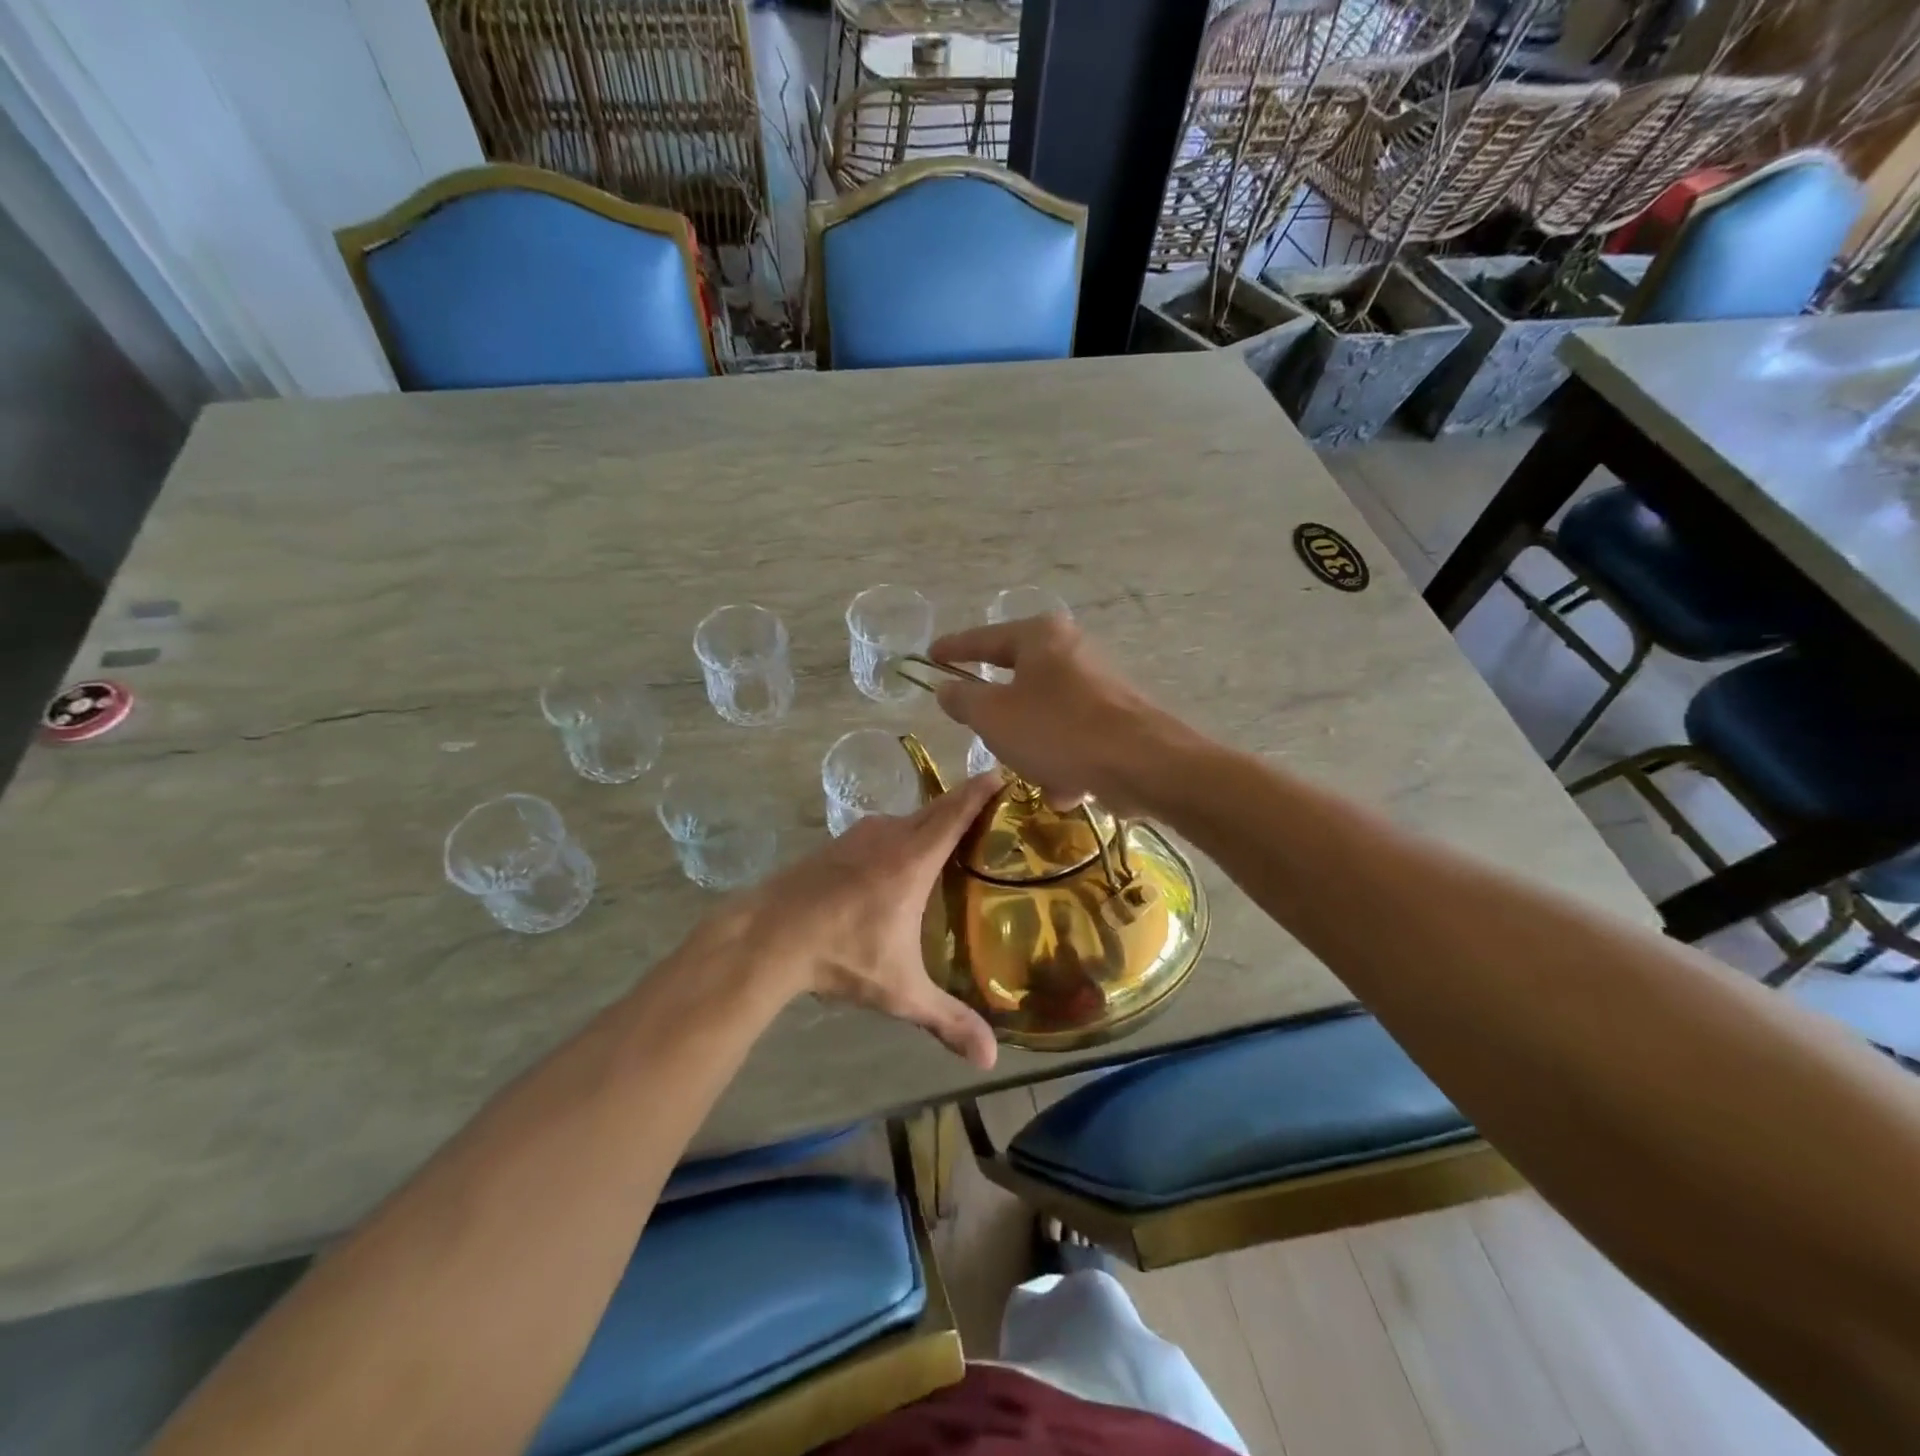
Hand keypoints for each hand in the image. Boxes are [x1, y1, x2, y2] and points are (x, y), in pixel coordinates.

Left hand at [727, 772, 1001, 1068]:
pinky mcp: (836, 844)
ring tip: (954, 840)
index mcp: (913, 859)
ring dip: (931, 822)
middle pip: (935, 809)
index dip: (981, 791)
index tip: (1002, 773)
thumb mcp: (900, 991)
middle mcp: (890, 836)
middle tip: (993, 812)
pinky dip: (903, 835)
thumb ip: (946, 1020)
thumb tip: (990, 1061)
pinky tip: (902, 861)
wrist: (766, 936)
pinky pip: (882, 830)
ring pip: (906, 820)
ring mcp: (859, 836)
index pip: (956, 812)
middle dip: (964, 804)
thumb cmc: (840, 955)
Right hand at [927, 615, 1182, 815]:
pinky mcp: (1119, 717)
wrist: (1144, 764)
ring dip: (1034, 750)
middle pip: (1018, 681)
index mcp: (1041, 637)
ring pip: (1045, 717)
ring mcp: (1100, 684)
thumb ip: (963, 699)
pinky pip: (1073, 738)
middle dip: (1001, 719)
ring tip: (1037, 775)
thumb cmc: (1058, 731)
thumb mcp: (993, 717)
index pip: (984, 639)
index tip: (931, 656)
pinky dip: (1064, 762)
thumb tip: (947, 688)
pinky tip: (1068, 788)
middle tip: (982, 733)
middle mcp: (1073, 651)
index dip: (953, 649)